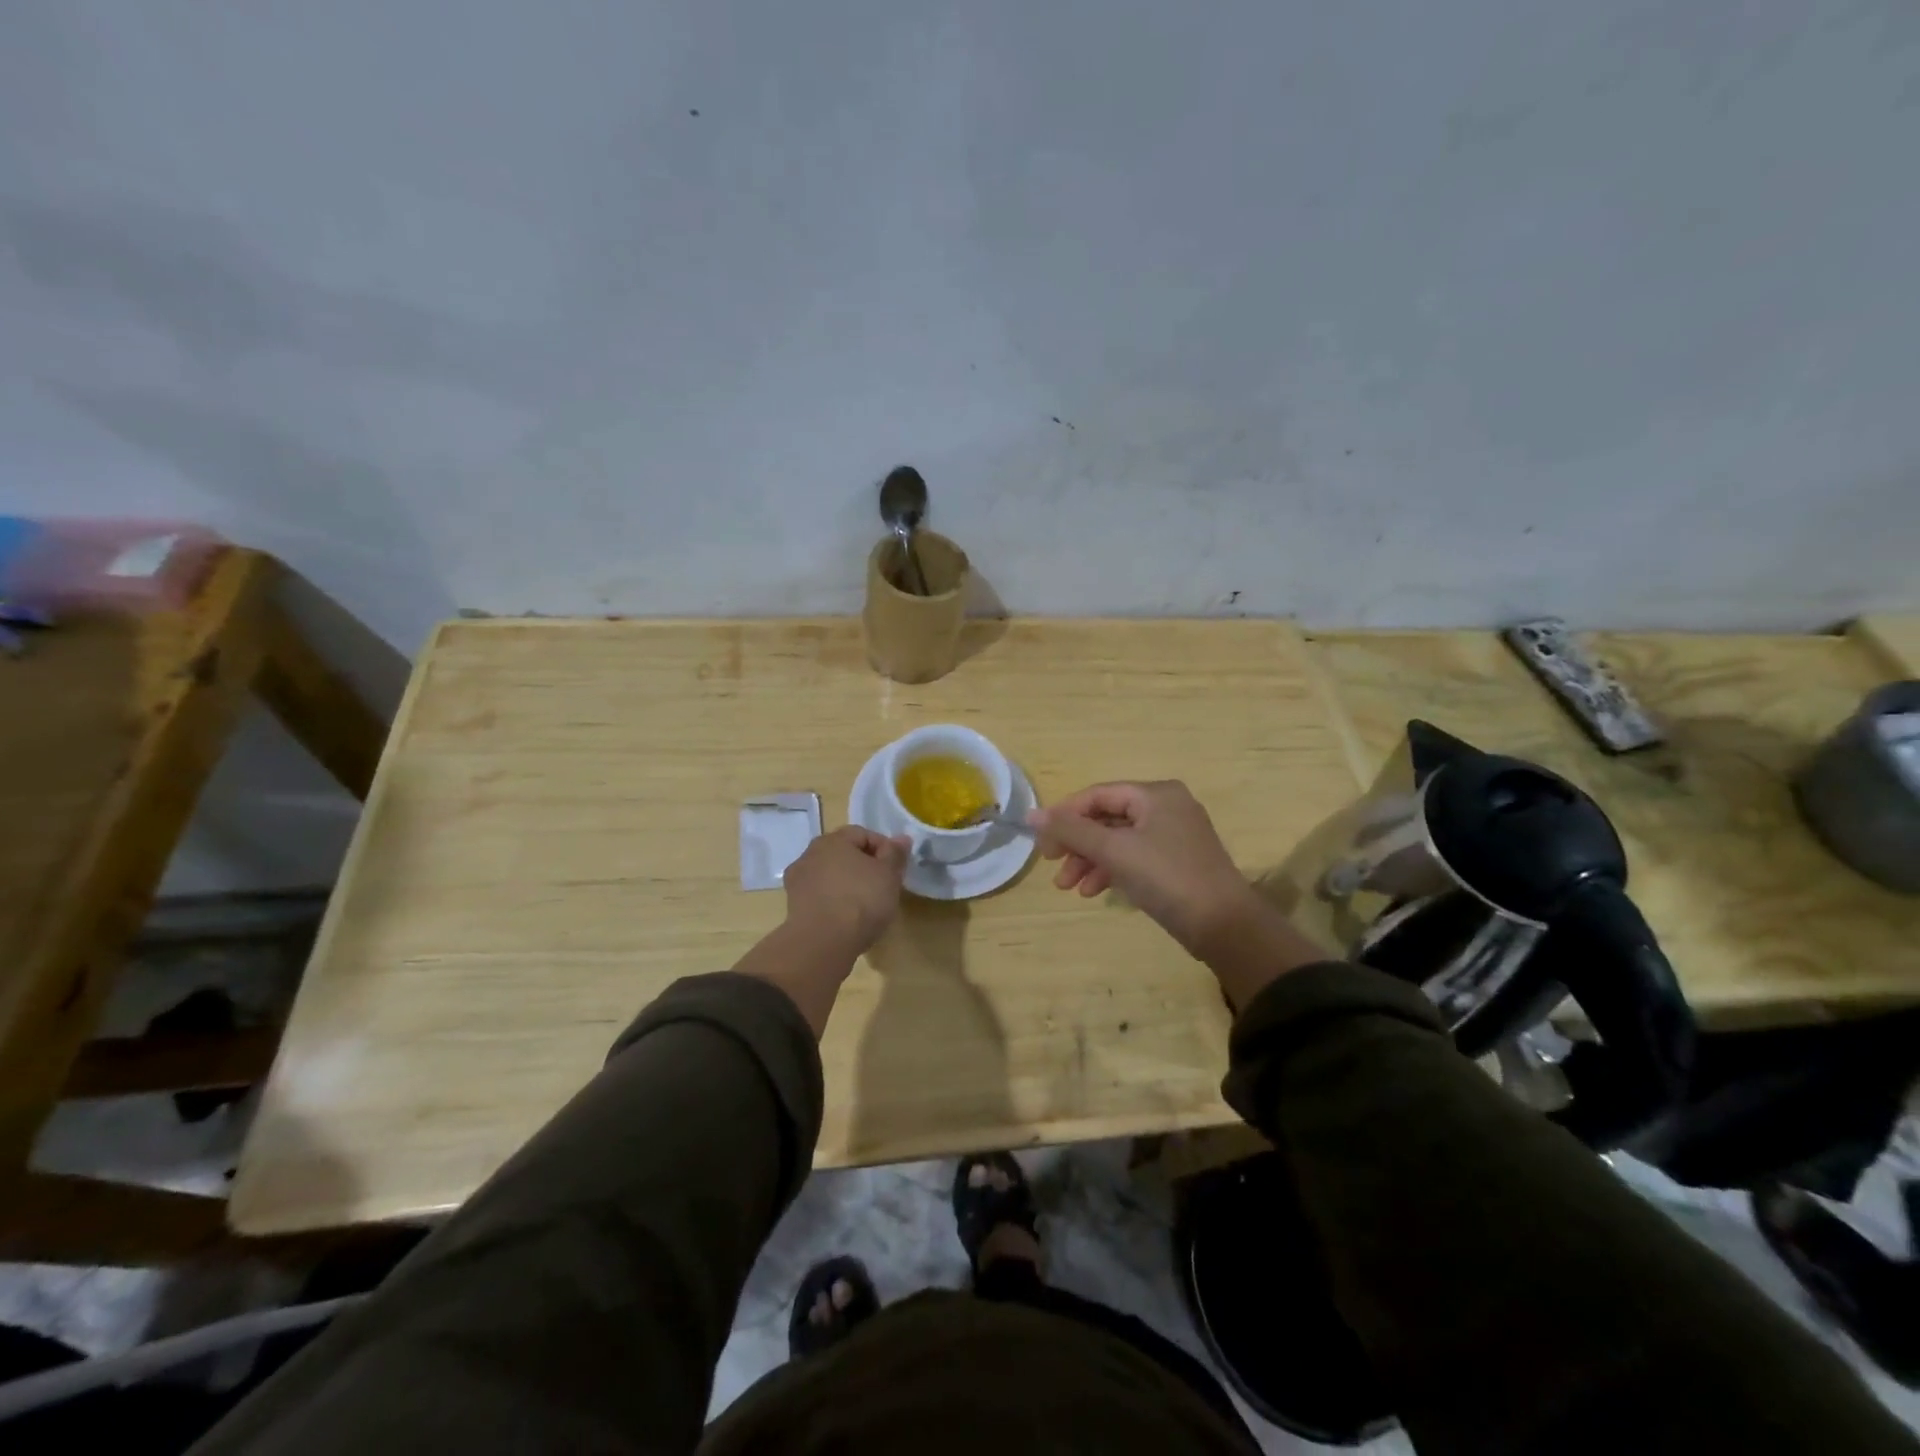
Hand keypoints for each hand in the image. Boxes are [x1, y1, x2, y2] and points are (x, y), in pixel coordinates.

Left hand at [782, 825, 911, 957]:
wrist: (823, 943)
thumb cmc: (861, 900)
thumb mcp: (889, 875)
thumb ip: (895, 853)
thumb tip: (901, 838)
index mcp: (832, 840)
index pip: (863, 834)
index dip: (884, 849)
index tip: (896, 870)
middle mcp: (810, 854)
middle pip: (844, 853)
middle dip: (864, 866)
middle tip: (883, 886)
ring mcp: (797, 881)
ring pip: (830, 875)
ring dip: (847, 883)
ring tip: (866, 904)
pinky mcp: (793, 906)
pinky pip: (820, 896)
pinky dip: (834, 901)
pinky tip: (846, 918)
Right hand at [1030, 781, 1326, 1008]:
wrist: (1225, 925)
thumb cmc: (1167, 877)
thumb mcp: (1114, 851)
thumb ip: (1071, 830)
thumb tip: (1032, 814)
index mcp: (1155, 793)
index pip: (1097, 795)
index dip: (1065, 815)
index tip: (1042, 842)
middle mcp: (1167, 806)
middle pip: (1107, 817)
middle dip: (1077, 843)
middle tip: (1053, 867)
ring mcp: (1175, 835)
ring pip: (1119, 840)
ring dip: (1091, 860)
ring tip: (1069, 888)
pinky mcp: (1178, 862)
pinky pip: (1135, 856)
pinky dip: (1113, 870)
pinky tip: (1095, 891)